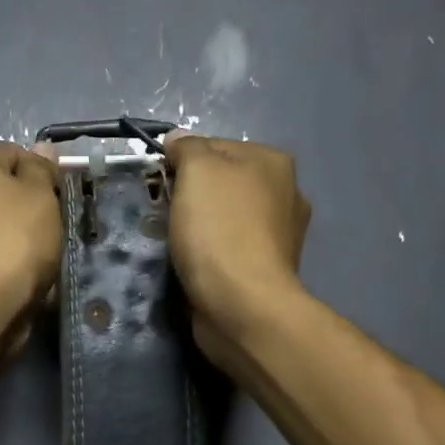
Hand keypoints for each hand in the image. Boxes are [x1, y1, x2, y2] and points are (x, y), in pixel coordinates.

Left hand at [0, 143, 61, 349]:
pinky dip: (1, 258)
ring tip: (39, 256)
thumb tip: (42, 149)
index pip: (16, 154)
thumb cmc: (12, 240)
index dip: (44, 176)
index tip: (60, 201)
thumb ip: (42, 169)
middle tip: (52, 228)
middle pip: (0, 189)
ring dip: (15, 235)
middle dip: (27, 206)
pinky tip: (18, 274)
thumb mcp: (40, 195)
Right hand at [164, 136, 310, 371]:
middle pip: (221, 184)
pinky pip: (227, 251)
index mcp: (273, 162)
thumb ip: (187, 148)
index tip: (160, 182)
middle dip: (191, 196)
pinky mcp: (264, 272)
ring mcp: (278, 237)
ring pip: (223, 219)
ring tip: (172, 243)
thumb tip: (177, 139)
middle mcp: (284, 194)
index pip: (216, 146)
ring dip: (198, 228)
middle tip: (163, 213)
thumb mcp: (197, 171)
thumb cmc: (219, 229)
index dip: (182, 161)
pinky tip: (191, 265)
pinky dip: (208, 256)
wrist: (241, 305)